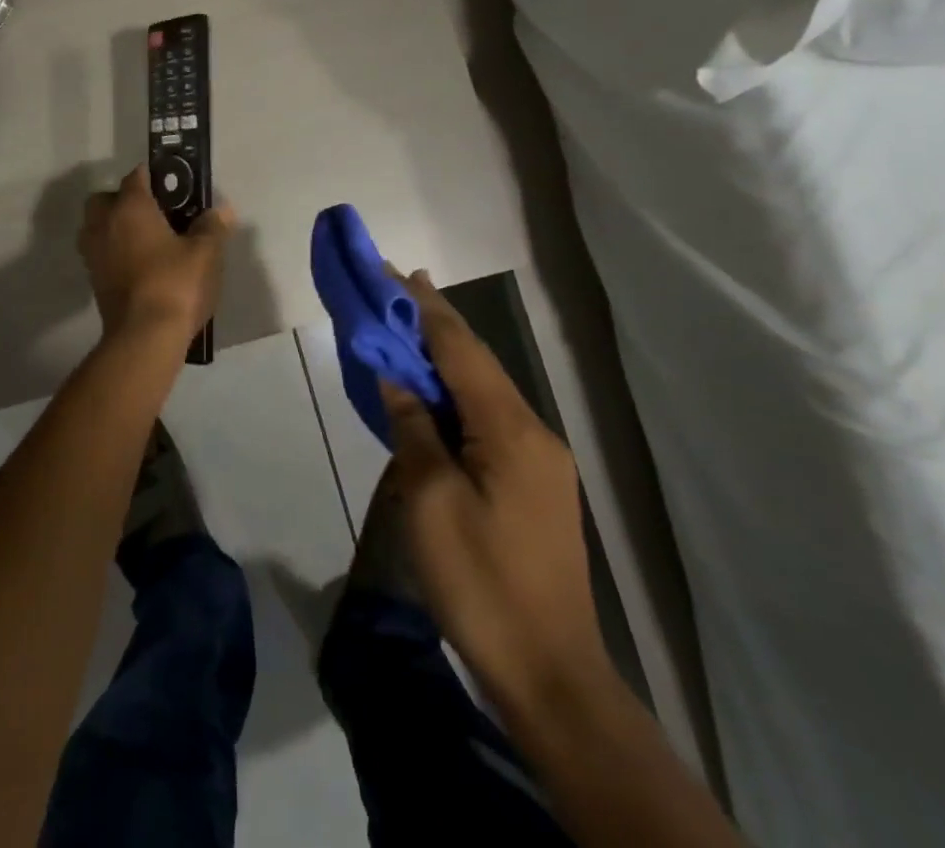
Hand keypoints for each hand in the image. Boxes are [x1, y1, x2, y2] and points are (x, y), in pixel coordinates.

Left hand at [78, 166, 234, 341]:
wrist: (144, 336)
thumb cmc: (175, 283)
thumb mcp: (205, 253)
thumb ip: (212, 227)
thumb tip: (221, 210)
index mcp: (130, 207)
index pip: (136, 177)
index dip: (153, 176)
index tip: (173, 185)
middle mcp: (104, 224)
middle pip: (105, 199)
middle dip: (123, 200)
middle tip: (153, 214)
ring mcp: (94, 254)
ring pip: (96, 227)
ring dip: (114, 227)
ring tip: (145, 241)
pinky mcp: (93, 281)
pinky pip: (100, 254)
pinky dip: (114, 253)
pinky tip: (139, 266)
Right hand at [379, 269, 611, 721]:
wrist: (550, 673)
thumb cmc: (480, 583)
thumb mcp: (429, 501)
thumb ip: (413, 427)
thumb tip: (397, 377)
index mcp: (510, 429)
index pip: (460, 349)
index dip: (424, 308)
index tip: (395, 271)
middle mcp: (533, 431)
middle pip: (477, 363)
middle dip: (435, 324)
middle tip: (395, 291)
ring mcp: (540, 459)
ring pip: (485, 390)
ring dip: (445, 358)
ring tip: (407, 333)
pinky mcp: (537, 484)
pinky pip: (490, 420)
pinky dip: (457, 395)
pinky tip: (435, 396)